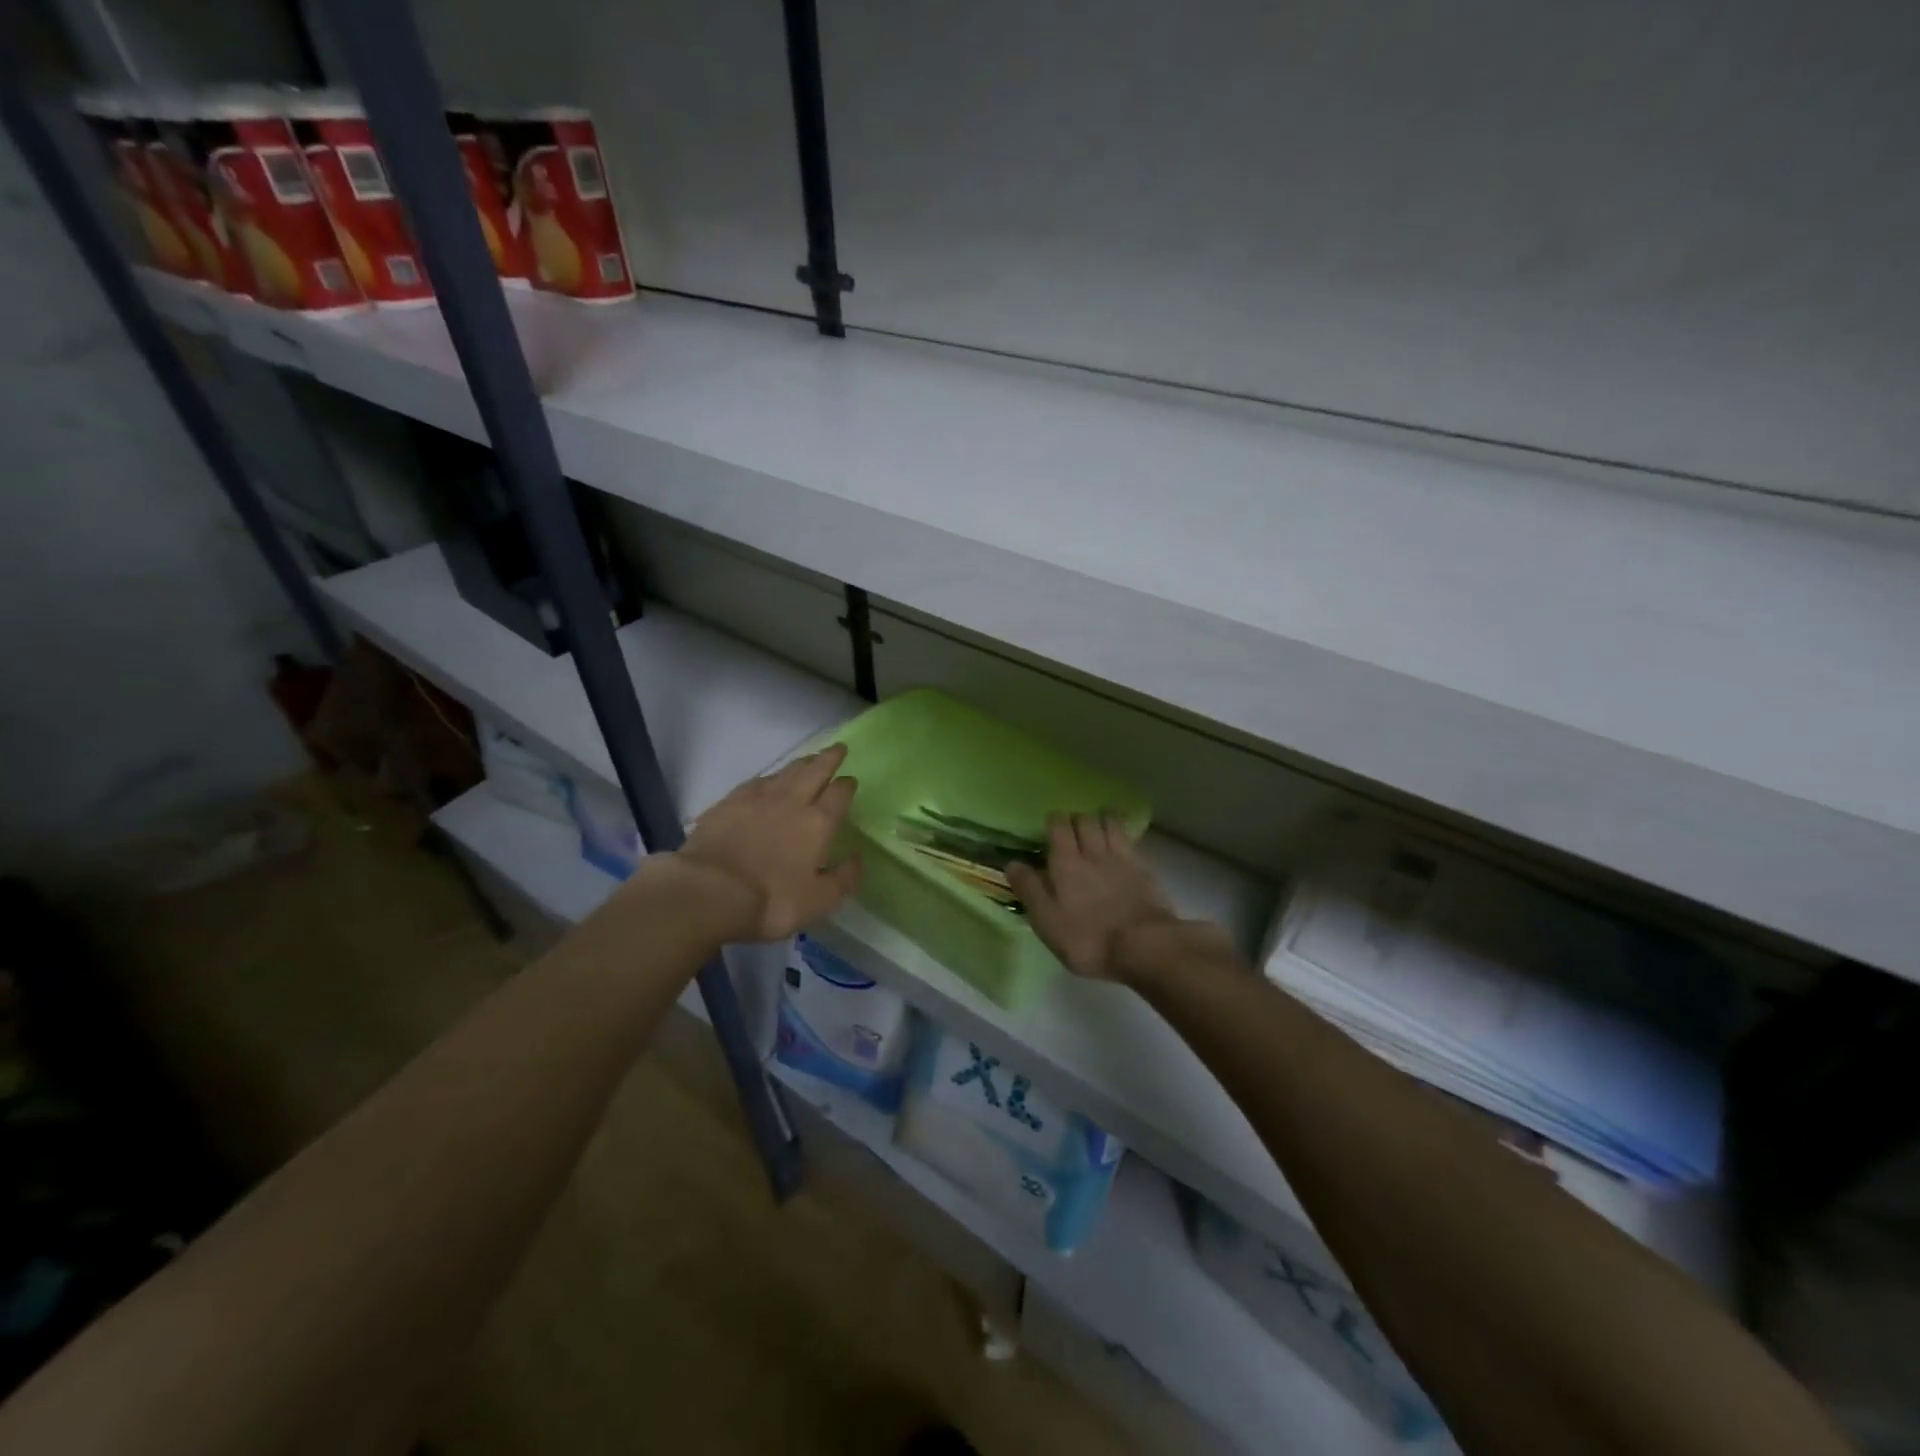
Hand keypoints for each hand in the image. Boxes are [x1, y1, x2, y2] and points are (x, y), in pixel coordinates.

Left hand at [671, 744, 863, 941]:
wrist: (708, 891)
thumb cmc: (771, 900)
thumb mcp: (818, 901)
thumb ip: (843, 879)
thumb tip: (859, 859)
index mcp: (818, 823)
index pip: (839, 795)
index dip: (847, 786)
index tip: (851, 779)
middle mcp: (791, 801)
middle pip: (814, 771)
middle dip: (828, 759)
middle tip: (837, 748)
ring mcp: (757, 798)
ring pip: (786, 772)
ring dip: (801, 763)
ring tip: (809, 759)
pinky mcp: (728, 802)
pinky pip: (756, 781)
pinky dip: (769, 776)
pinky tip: (768, 779)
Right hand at [1007, 813, 1185, 980]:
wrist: (1145, 946)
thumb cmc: (1088, 939)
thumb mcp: (1047, 921)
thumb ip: (1030, 889)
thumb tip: (1012, 863)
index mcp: (1066, 862)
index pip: (1059, 825)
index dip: (1054, 821)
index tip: (1050, 827)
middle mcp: (1094, 852)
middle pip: (1085, 820)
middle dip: (1077, 819)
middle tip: (1072, 830)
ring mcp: (1123, 858)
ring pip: (1111, 824)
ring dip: (1102, 820)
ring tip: (1098, 827)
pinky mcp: (1145, 870)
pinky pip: (1130, 841)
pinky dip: (1123, 836)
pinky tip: (1122, 845)